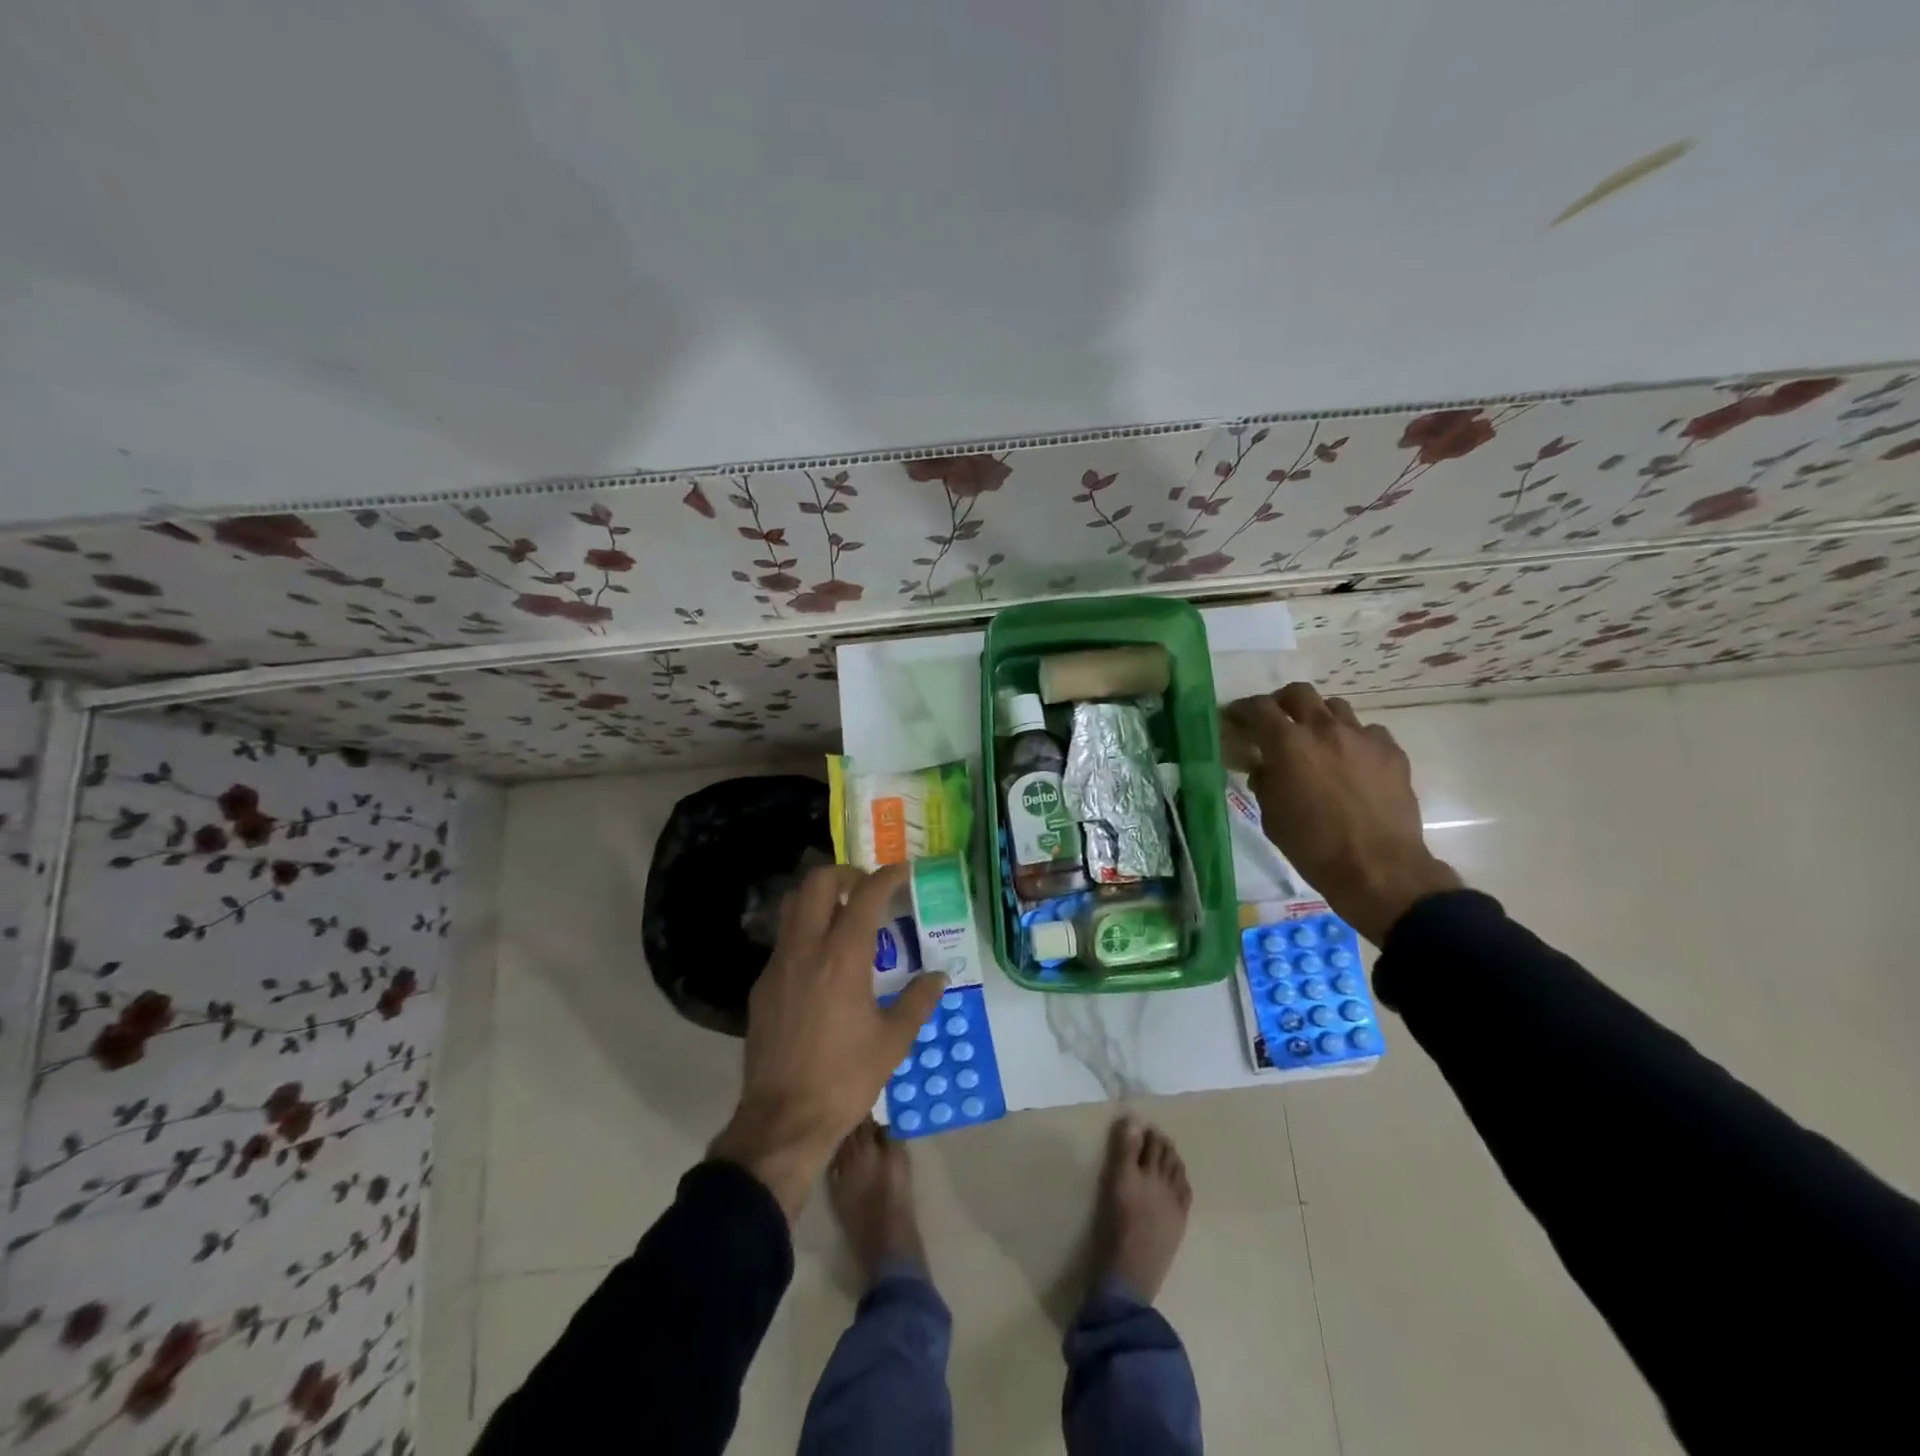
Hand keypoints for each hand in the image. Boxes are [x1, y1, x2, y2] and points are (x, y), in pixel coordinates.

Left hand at [710, 862, 947, 1219]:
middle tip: (867, 889)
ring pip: (793, 905)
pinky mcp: (762, 985)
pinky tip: (822, 962)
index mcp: (843, 957)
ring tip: (844, 915)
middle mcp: (806, 949)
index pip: (866, 895)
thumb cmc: (845, 1078)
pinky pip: (784, 940)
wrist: (783, 1120)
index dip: (887, 876)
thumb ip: (918, 1000)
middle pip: (817, 882)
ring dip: (820, 897)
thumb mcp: (893, 1041)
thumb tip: (938, 976)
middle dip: (845, 873)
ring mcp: (778, 965)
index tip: (903, 871)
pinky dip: (805, 931)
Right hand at [1226, 683, 1461, 944]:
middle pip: (1299, 693)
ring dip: (1319, 719)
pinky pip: (1368, 732)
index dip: (1243, 709)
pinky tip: (1352, 762)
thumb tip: (1265, 768)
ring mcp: (1362, 737)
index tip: (1235, 718)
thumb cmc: (1313, 847)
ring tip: (1316, 741)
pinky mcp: (1391, 752)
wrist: (1379, 869)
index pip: (1259, 708)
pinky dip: (1354, 740)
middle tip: (1276, 722)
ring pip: (1336, 707)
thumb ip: (1265, 782)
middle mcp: (1324, 729)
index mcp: (1287, 744)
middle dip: (1282, 702)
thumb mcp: (1271, 816)